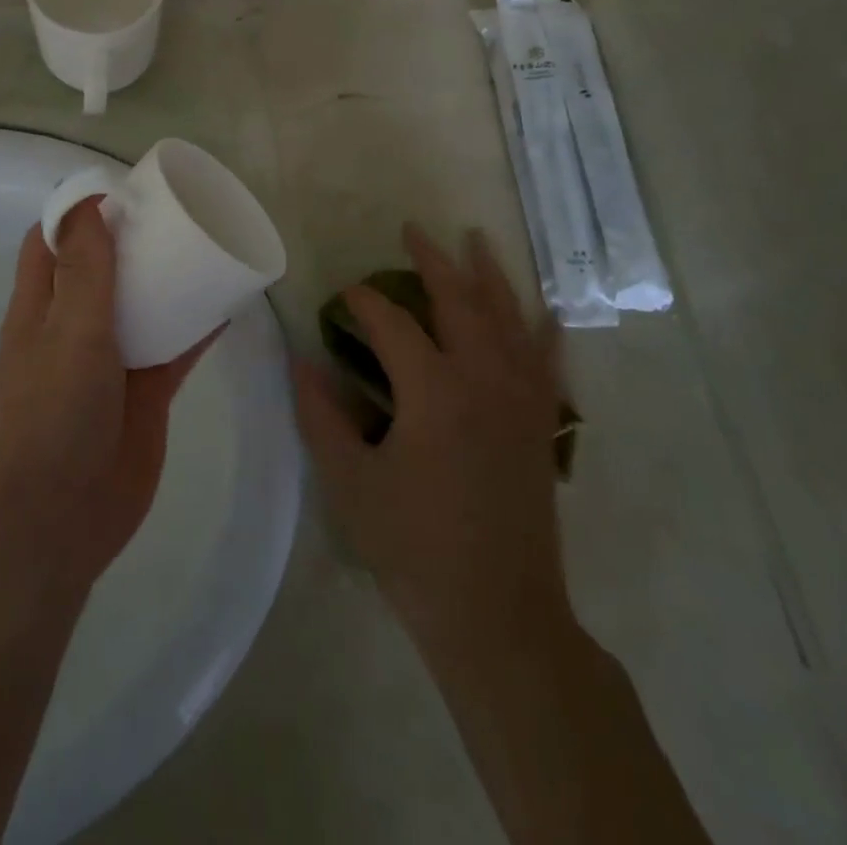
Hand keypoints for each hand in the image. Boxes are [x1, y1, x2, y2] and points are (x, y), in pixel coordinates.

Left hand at [0, 201, 218, 585]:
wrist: (66, 513)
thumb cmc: (57, 410)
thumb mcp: (70, 328)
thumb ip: (85, 268)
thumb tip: (90, 202)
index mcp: (40, 306)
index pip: (51, 242)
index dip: (79, 212)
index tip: (122, 192)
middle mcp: (72, 327)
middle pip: (101, 268)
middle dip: (131, 240)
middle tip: (174, 213)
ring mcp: (109, 360)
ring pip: (140, 305)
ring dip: (166, 280)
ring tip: (204, 246)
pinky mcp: (143, 390)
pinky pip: (172, 347)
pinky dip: (194, 326)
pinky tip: (226, 304)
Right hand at [294, 224, 572, 651]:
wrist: (498, 616)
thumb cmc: (414, 548)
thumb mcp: (350, 482)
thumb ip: (321, 415)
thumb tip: (300, 360)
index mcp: (433, 391)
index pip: (393, 324)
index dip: (364, 302)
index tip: (343, 294)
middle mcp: (484, 380)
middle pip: (460, 301)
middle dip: (433, 261)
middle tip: (412, 230)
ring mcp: (521, 400)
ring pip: (508, 318)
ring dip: (489, 274)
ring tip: (475, 238)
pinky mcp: (541, 424)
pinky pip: (546, 360)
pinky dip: (543, 328)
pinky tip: (545, 308)